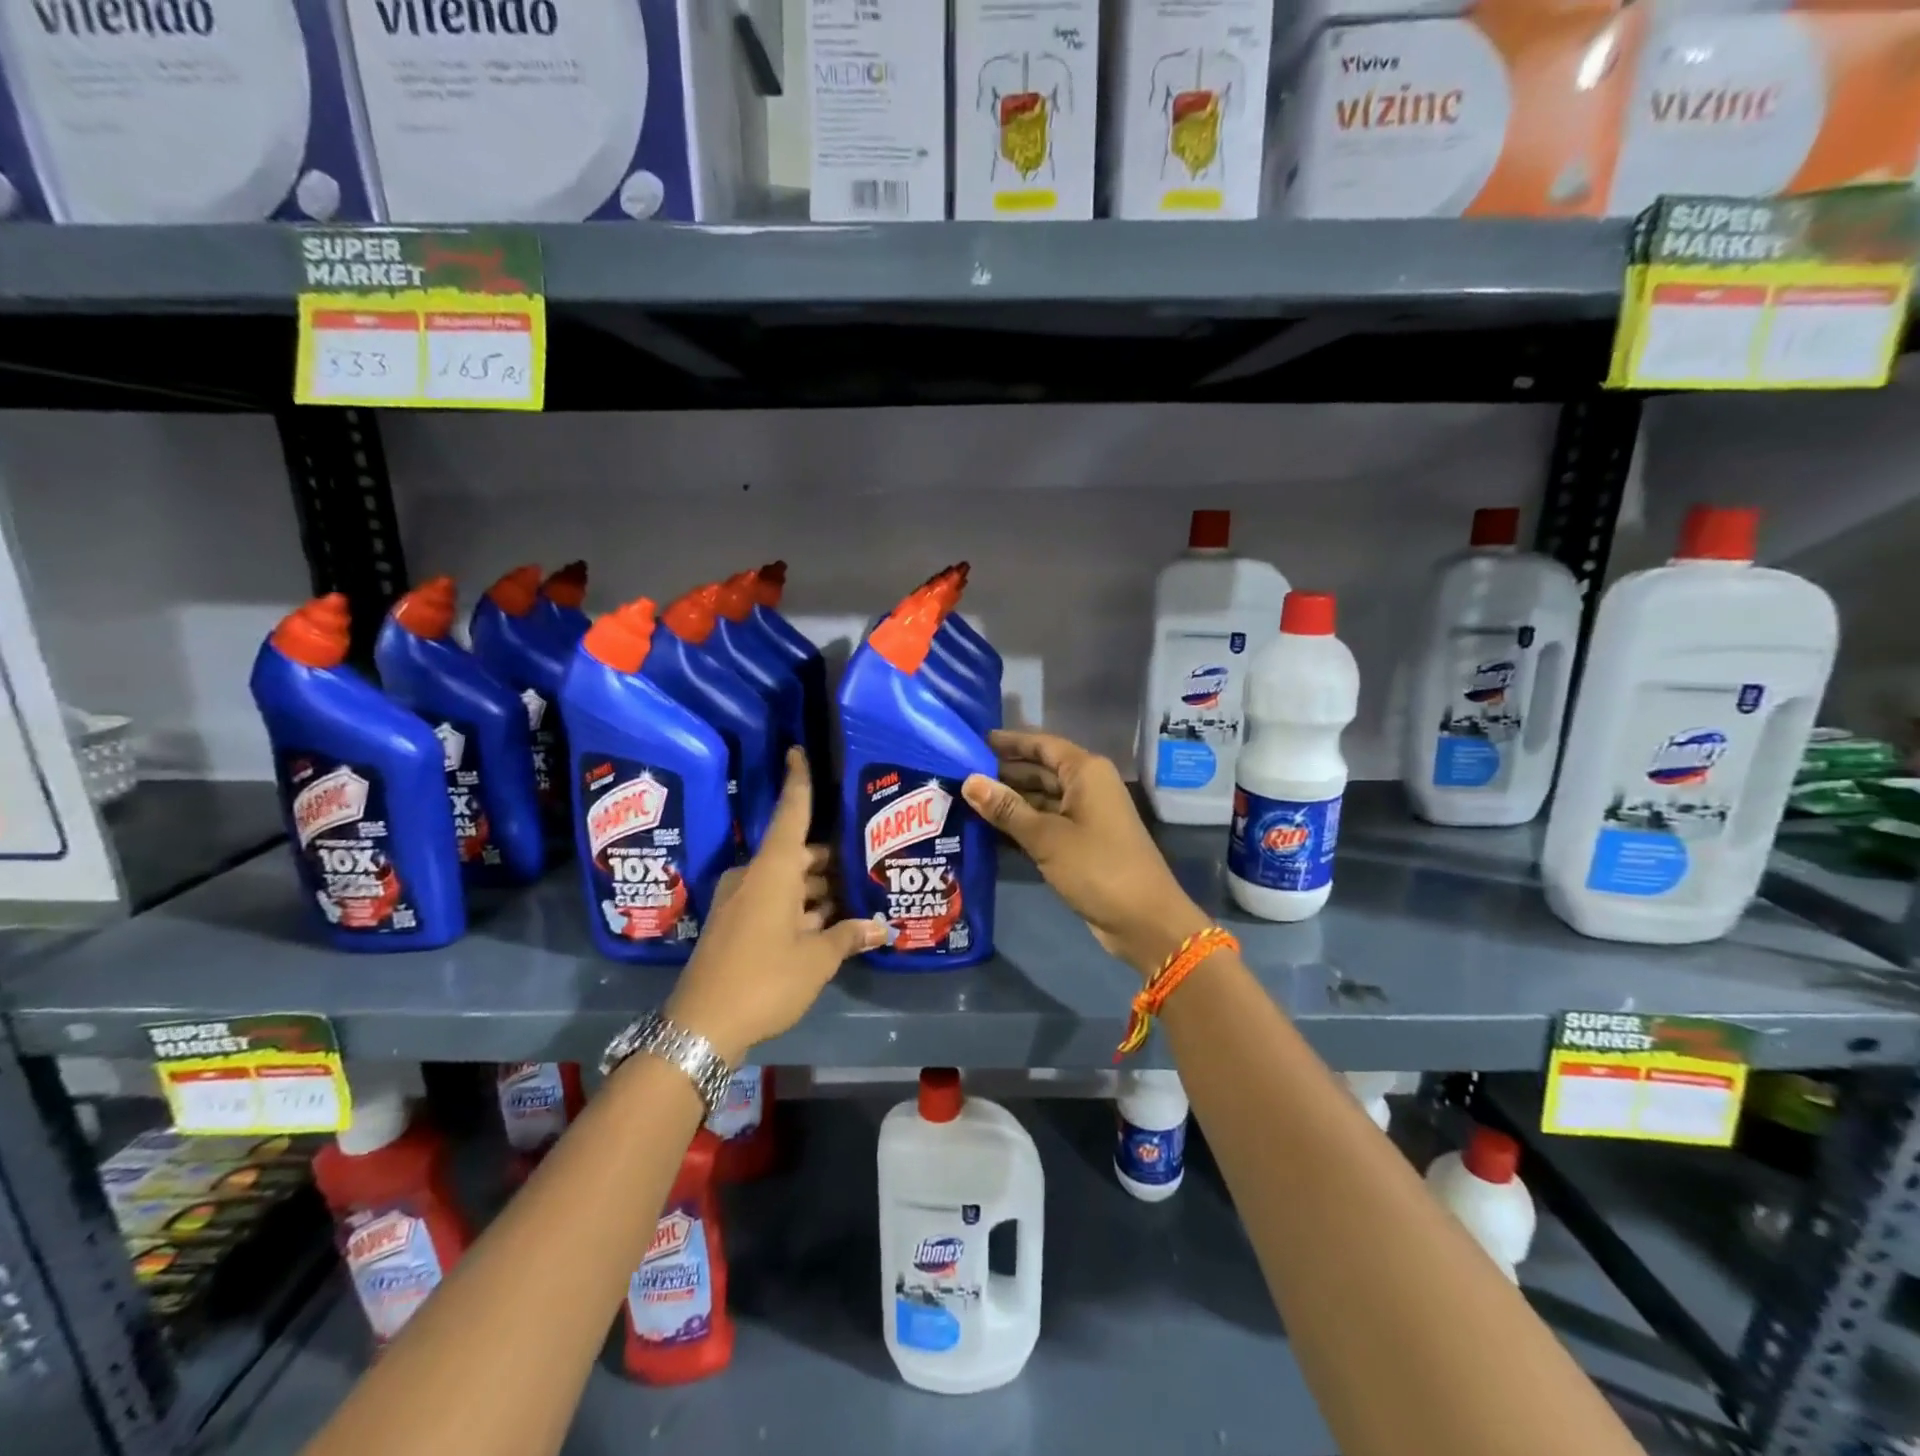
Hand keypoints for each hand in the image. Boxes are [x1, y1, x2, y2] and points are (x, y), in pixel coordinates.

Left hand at [667, 748, 885, 1062]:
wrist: (700, 1027)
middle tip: (868, 863)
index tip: (798, 751)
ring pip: (788, 882)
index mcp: (772, 870)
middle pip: (798, 854)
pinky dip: (801, 909)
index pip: (791, 813)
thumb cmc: (764, 979)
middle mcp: (754, 877)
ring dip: (819, 891)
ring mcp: (741, 902)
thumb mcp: (816, 959)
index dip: (799, 782)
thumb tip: (881, 927)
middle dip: (831, 861)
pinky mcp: (735, 926)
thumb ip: (848, 937)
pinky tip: (830, 925)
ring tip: (858, 898)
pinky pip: (775, 903)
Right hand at [962, 729, 1210, 978]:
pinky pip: (1045, 823)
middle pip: (1039, 771)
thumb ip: (1006, 809)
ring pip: (1040, 799)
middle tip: (958, 774)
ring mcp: (1085, 816)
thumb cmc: (1097, 867)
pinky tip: (988, 830)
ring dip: (1009, 801)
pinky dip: (1021, 825)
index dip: (1008, 742)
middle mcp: (1087, 786)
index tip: (972, 742)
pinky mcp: (1081, 843)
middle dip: (1003, 773)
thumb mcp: (1046, 837)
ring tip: (965, 801)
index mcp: (1085, 772)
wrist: (1144, 920)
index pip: (1041, 745)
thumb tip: (968, 780)